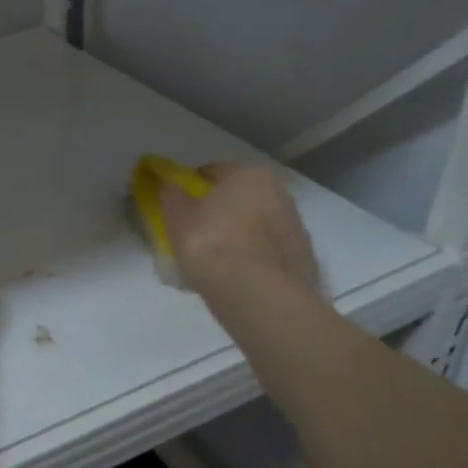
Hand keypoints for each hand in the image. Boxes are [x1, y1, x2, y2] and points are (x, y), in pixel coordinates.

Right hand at [158, 162, 319, 295]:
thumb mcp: (176, 215)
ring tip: (211, 261)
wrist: (258, 294)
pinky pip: (265, 253)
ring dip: (235, 236)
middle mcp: (280, 193)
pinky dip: (250, 259)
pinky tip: (232, 277)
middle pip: (237, 199)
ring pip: (254, 226)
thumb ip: (169, 193)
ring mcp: (295, 228)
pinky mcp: (301, 260)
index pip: (211, 173)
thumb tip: (166, 182)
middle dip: (217, 212)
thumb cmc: (212, 242)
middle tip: (192, 234)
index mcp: (250, 174)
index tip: (176, 208)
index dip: (189, 189)